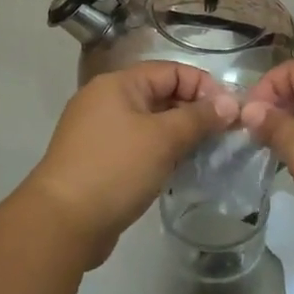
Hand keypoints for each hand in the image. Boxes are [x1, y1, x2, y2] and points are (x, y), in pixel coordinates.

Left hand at [26, 62, 238, 264]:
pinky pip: (139, 146)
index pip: (171, 71)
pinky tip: (179, 171)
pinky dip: (161, 153)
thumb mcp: (163, 139)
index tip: (230, 113)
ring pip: (151, 123)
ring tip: (207, 154)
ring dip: (180, 135)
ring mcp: (100, 132)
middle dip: (194, 112)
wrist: (62, 222)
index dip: (203, 87)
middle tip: (224, 136)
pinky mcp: (100, 161)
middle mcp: (106, 101)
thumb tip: (230, 104)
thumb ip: (199, 118)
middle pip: (161, 95)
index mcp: (118, 84)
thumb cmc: (115, 169)